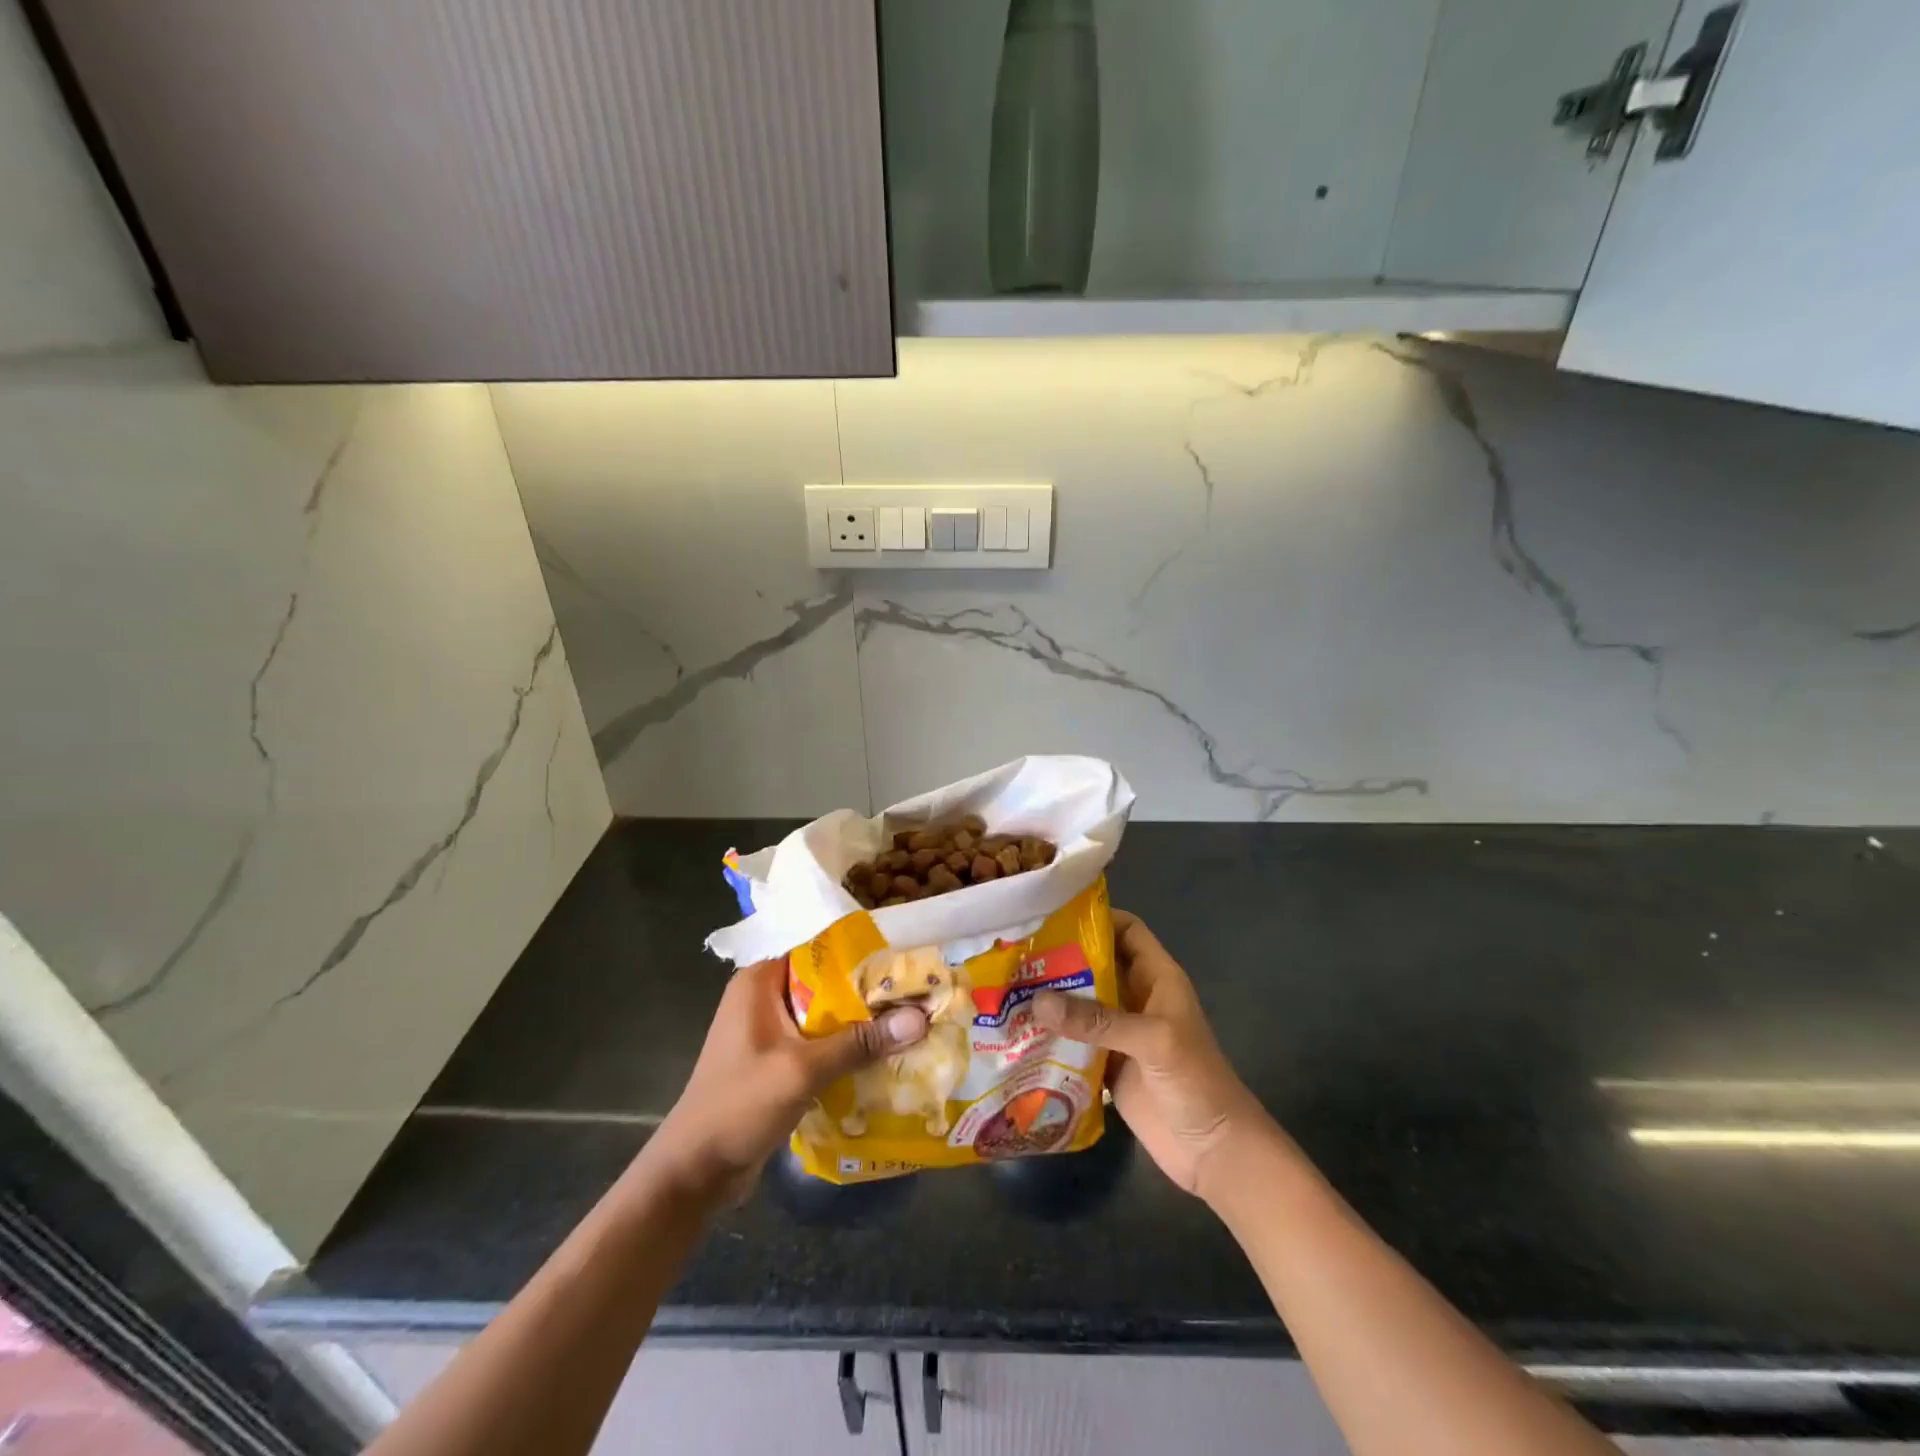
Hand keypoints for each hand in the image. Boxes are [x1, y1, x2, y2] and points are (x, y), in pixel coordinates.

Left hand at [644, 958, 926, 1202]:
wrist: (694, 1173)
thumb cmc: (739, 1105)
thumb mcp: (802, 1070)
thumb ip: (859, 1042)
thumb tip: (920, 1018)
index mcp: (760, 981)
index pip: (822, 954)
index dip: (865, 960)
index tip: (906, 969)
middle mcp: (763, 997)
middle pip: (828, 987)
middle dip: (868, 998)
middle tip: (916, 1002)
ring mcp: (767, 1032)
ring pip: (825, 1019)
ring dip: (860, 1029)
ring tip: (908, 1029)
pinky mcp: (774, 1062)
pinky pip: (817, 1046)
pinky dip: (844, 1052)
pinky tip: (880, 1062)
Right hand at [1033, 911, 1268, 1199]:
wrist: (1215, 1153)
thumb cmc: (1196, 1081)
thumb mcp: (1153, 1040)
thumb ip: (1097, 1020)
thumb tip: (1037, 1001)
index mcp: (1157, 978)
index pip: (1127, 931)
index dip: (1096, 917)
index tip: (1052, 913)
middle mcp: (1136, 998)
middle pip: (1095, 965)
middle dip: (1060, 957)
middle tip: (1014, 951)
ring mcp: (1120, 1033)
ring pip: (1081, 1004)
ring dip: (1050, 999)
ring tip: (1005, 986)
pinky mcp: (1106, 1066)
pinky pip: (1073, 1042)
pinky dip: (1050, 1036)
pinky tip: (1017, 1032)